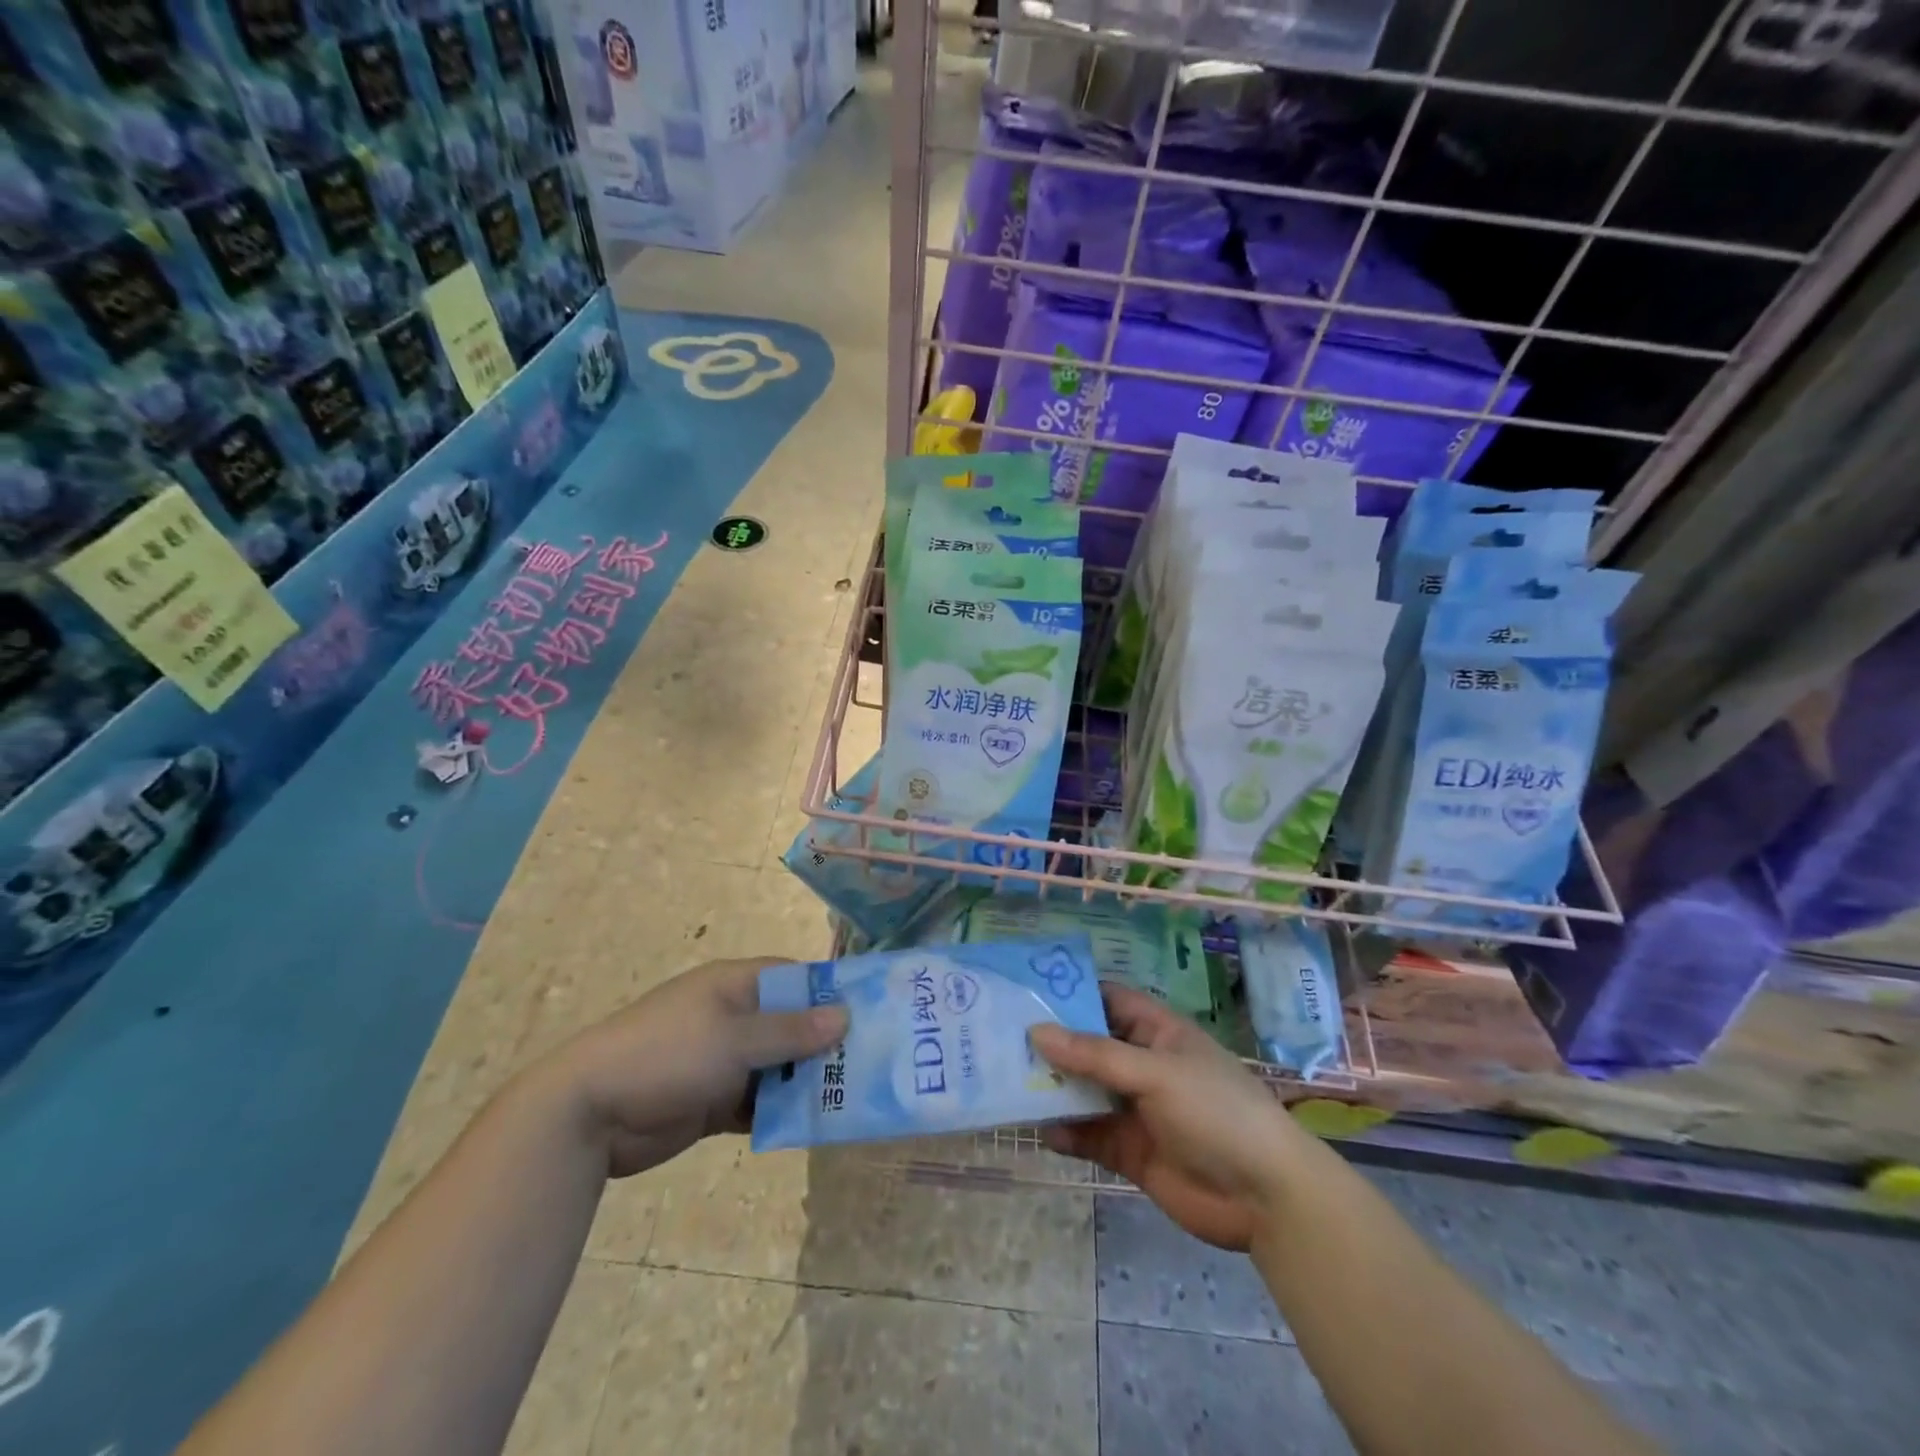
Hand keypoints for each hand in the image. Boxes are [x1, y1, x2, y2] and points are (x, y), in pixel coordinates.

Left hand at [548, 957, 847, 1177]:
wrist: (588, 1114)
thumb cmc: (667, 1055)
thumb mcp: (734, 1038)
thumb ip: (790, 1031)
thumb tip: (844, 1016)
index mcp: (735, 985)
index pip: (794, 978)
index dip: (830, 992)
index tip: (872, 1012)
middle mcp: (732, 1017)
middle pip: (790, 1024)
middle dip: (825, 1043)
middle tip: (873, 1062)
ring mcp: (721, 1059)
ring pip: (778, 1065)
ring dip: (807, 1080)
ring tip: (854, 1097)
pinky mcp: (713, 1099)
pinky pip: (759, 1100)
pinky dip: (781, 1109)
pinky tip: (815, 1124)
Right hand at [1029, 985, 1311, 1251]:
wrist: (1265, 1197)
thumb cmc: (1215, 1112)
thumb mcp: (1155, 1073)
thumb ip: (1095, 1056)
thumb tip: (1036, 1031)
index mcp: (1155, 1032)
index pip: (1106, 1000)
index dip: (1070, 993)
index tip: (1022, 990)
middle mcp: (1142, 1065)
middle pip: (1088, 1046)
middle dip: (1051, 1044)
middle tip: (999, 1038)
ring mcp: (1136, 1109)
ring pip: (1084, 1092)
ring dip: (1052, 1089)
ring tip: (1006, 1081)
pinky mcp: (1132, 1151)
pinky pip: (1090, 1136)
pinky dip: (1067, 1134)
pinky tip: (1040, 1132)